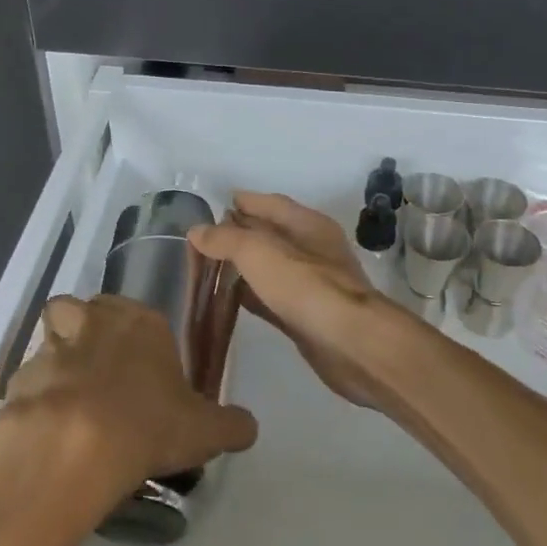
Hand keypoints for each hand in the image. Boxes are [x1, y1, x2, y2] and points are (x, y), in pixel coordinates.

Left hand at [4, 294, 258, 493]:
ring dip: (58, 364)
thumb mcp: (206, 431)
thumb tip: (248, 427)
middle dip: (88, 334)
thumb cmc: (149, 424)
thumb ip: (231, 424)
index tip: (143, 370)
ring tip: (72, 405)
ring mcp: (51, 346)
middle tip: (102, 378)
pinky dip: (37, 401)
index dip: (137, 339)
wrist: (74, 448)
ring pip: (50, 341)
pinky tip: (50, 433)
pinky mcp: (19, 378)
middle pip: (83, 311)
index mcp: (140, 321)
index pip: (136, 312)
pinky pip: (29, 382)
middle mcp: (93, 321)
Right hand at [188, 192, 401, 409]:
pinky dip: (251, 295)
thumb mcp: (258, 252)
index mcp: (307, 224)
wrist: (349, 344)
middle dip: (239, 233)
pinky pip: (271, 297)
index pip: (270, 203)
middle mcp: (312, 249)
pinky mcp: (306, 316)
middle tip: (203, 240)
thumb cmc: (305, 286)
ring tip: (209, 268)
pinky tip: (229, 300)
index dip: (243, 202)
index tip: (213, 207)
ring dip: (243, 266)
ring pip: (270, 267)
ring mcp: (311, 284)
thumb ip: (225, 239)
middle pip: (270, 234)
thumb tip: (197, 231)